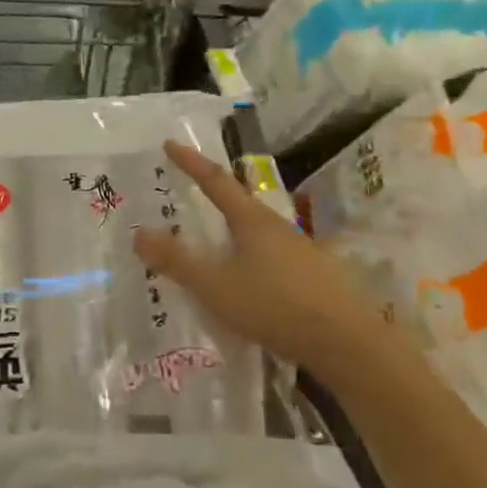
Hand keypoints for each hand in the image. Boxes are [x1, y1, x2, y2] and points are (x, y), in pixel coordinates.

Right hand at [133, 141, 394, 387]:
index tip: (169, 144)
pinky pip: (271, 256)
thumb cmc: (275, 306)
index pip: (215, 181)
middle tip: (187, 195)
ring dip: (231, 232)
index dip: (190, 162)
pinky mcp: (313, 276)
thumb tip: (139, 233)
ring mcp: (300, 251)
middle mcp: (277, 227)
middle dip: (212, 197)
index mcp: (252, 221)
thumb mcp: (216, 286)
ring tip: (212, 244)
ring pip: (257, 232)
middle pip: (239, 204)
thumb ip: (177, 262)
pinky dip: (249, 257)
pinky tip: (246, 281)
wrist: (347, 343)